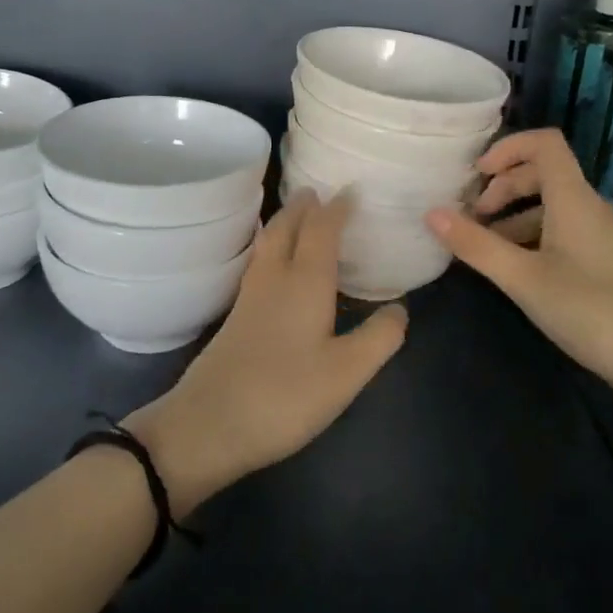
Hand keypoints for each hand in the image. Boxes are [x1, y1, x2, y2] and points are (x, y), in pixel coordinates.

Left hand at [126, 190, 407, 517]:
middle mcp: (275, 277)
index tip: (351, 190)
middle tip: (318, 192)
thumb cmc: (286, 394)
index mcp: (305, 280)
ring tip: (298, 214)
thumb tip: (401, 308)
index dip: (337, 208)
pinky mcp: (236, 315)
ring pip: (268, 242)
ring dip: (285, 222)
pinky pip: (259, 261)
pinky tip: (274, 263)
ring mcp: (250, 295)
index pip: (322, 229)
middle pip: (288, 227)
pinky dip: (273, 245)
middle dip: (304, 206)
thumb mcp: (346, 372)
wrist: (211, 422)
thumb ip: (378, 338)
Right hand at [424, 128, 612, 389]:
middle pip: (543, 174)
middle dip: (502, 188)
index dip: (507, 147)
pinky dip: (532, 237)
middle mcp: (590, 207)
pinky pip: (562, 230)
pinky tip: (515, 269)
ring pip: (550, 206)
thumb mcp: (523, 278)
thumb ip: (476, 245)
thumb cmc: (589, 310)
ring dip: (513, 216)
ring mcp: (601, 234)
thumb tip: (431, 213)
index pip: (544, 144)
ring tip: (485, 248)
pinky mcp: (605, 259)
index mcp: (574, 199)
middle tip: (472, 218)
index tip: (476, 175)